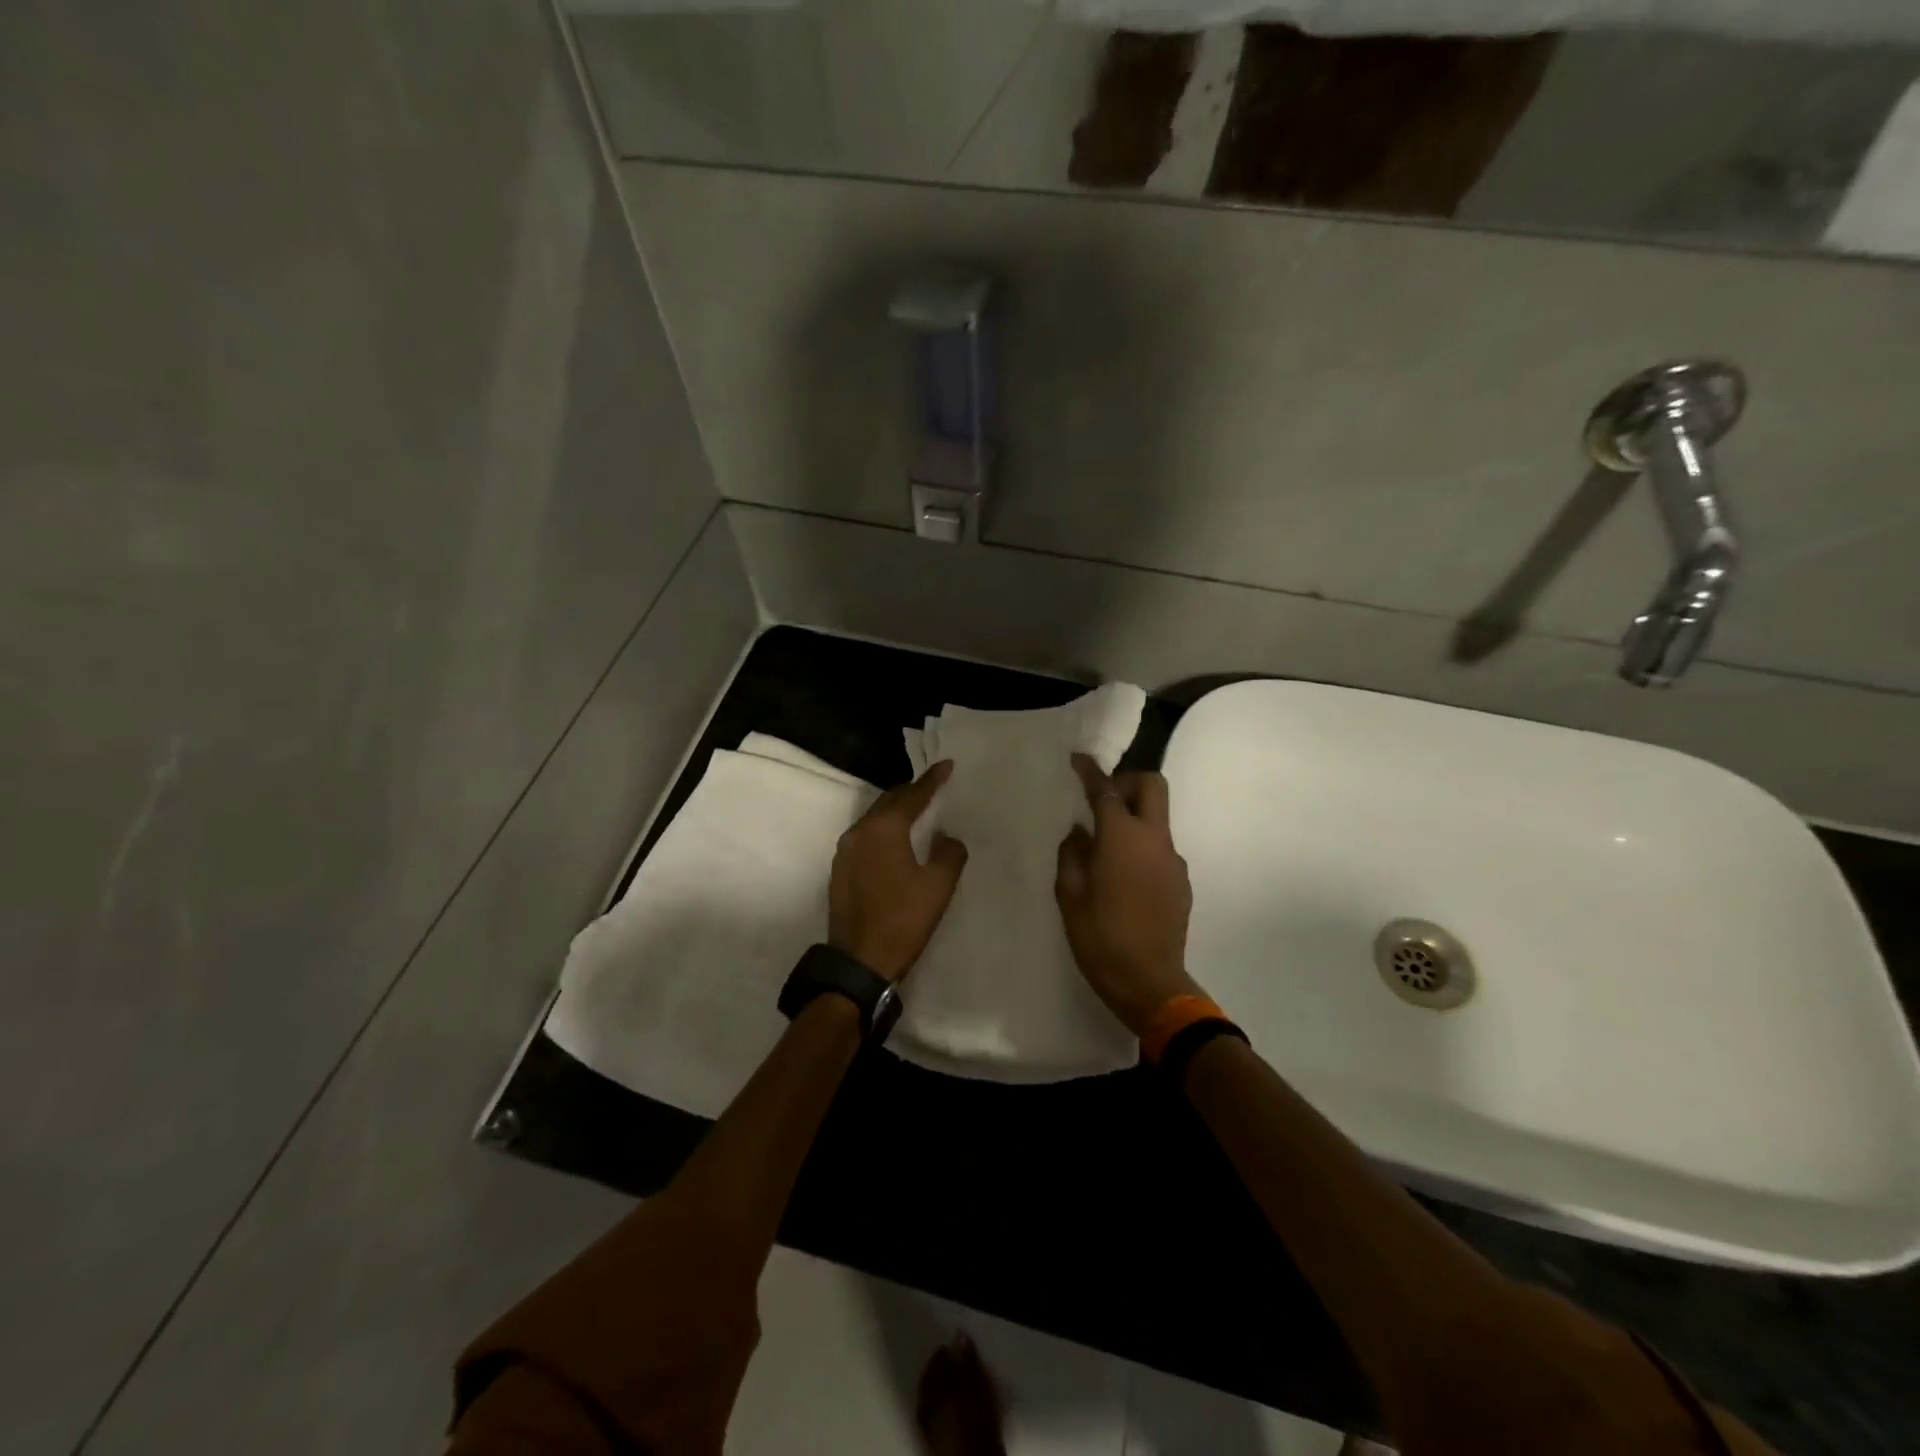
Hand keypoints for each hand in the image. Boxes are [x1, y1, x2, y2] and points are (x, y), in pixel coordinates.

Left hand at [829, 760, 968, 981]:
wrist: (859, 961)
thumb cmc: (903, 920)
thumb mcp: (938, 886)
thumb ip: (949, 853)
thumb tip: (946, 838)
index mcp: (884, 829)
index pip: (912, 796)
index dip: (932, 780)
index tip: (947, 765)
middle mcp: (859, 832)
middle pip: (888, 801)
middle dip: (911, 792)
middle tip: (932, 786)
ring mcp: (845, 852)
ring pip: (874, 819)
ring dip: (895, 811)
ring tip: (916, 810)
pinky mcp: (840, 871)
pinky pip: (866, 837)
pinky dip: (883, 830)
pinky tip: (895, 840)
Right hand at [1055, 753, 1203, 1035]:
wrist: (1150, 983)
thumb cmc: (1101, 938)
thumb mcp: (1069, 896)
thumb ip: (1072, 855)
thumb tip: (1079, 834)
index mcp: (1122, 838)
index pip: (1107, 790)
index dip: (1091, 771)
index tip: (1078, 760)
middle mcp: (1154, 840)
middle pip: (1152, 786)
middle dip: (1127, 781)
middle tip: (1102, 801)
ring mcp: (1173, 860)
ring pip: (1158, 817)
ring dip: (1135, 817)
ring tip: (1106, 847)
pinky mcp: (1181, 882)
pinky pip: (1161, 847)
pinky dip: (1142, 846)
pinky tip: (1124, 877)